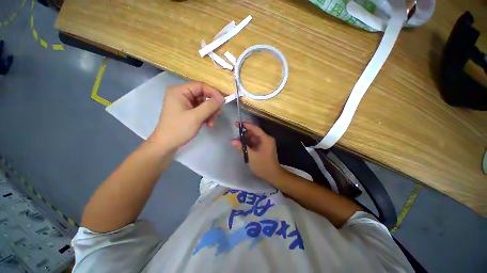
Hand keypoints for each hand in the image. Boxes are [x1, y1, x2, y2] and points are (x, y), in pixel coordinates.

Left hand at [150, 82, 223, 150]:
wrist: (166, 144)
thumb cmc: (179, 129)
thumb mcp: (196, 117)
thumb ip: (210, 106)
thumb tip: (221, 98)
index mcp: (179, 91)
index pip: (200, 86)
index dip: (213, 93)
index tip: (222, 102)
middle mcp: (181, 95)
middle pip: (202, 95)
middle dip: (211, 106)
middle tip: (218, 114)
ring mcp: (184, 103)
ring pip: (203, 104)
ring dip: (209, 113)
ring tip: (211, 123)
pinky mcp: (186, 111)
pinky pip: (200, 110)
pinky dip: (205, 116)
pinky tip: (208, 124)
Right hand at [231, 122, 282, 181]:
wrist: (273, 175)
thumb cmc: (263, 165)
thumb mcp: (251, 156)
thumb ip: (242, 148)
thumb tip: (232, 141)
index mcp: (266, 139)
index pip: (255, 128)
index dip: (246, 125)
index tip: (237, 124)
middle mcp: (266, 139)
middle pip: (254, 132)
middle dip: (244, 133)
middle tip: (235, 135)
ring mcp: (265, 144)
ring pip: (253, 138)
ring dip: (245, 139)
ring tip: (237, 142)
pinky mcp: (263, 148)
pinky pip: (254, 143)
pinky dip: (248, 143)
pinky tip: (242, 146)